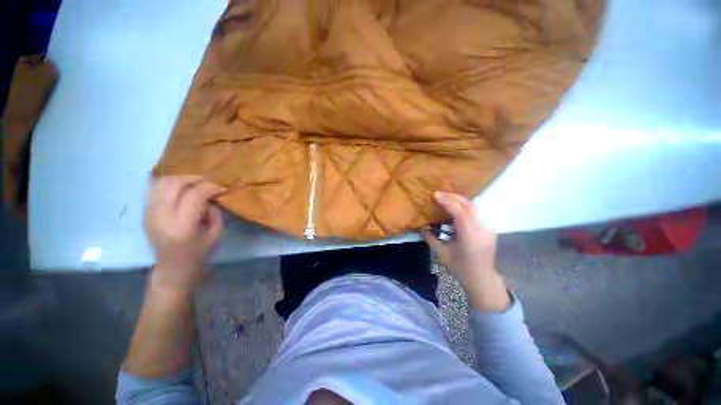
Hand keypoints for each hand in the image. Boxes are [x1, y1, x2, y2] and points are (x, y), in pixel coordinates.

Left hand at [144, 176, 225, 292]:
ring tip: (194, 183)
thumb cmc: (198, 254)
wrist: (172, 269)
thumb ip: (214, 213)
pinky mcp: (145, 213)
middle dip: (195, 179)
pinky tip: (181, 188)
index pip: (194, 195)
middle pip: (174, 184)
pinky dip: (169, 184)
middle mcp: (161, 217)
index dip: (210, 187)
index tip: (222, 188)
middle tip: (209, 182)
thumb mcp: (216, 234)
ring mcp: (149, 214)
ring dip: (181, 179)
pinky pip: (154, 189)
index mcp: (181, 226)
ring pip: (161, 183)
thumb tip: (209, 198)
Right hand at [423, 192, 509, 311]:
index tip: (436, 195)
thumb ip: (430, 238)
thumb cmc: (460, 269)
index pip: (460, 213)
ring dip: (459, 200)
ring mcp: (488, 229)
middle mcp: (482, 230)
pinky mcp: (489, 229)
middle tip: (439, 194)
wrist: (482, 279)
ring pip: (474, 208)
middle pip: (469, 206)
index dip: (448, 202)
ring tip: (445, 199)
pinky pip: (475, 213)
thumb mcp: (442, 254)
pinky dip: (464, 208)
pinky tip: (455, 209)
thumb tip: (421, 227)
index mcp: (470, 237)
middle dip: (453, 197)